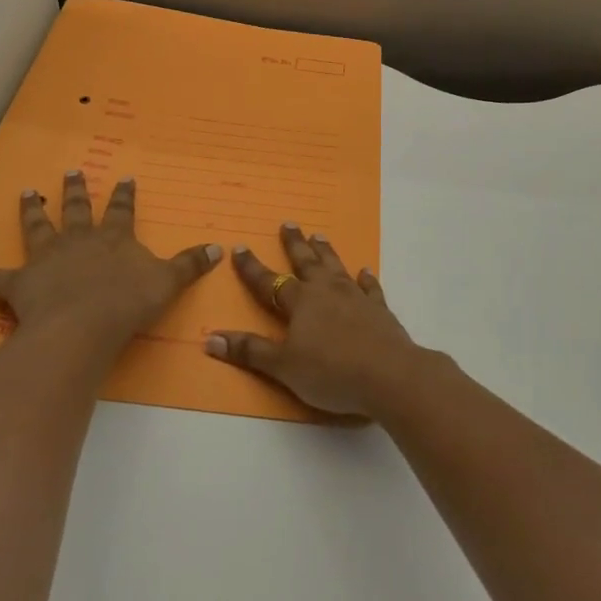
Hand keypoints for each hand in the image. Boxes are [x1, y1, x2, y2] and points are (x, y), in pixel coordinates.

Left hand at [0, 172, 221, 346]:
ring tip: (27, 193)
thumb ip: (191, 265)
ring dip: (31, 211)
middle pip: (77, 210)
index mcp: (113, 238)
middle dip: (76, 191)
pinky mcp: (18, 284)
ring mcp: (46, 259)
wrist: (84, 325)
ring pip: (37, 228)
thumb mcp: (168, 283)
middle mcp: (78, 240)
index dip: (125, 195)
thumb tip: (219, 248)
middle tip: (72, 172)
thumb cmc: (128, 303)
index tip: (125, 178)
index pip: (122, 211)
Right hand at [205, 223, 429, 418]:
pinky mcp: (380, 310)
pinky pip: (371, 288)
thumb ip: (250, 351)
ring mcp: (356, 298)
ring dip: (326, 252)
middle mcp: (327, 292)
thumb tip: (210, 338)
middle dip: (295, 244)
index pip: (269, 282)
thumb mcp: (284, 367)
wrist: (390, 376)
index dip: (252, 267)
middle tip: (289, 223)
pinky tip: (365, 271)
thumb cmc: (331, 372)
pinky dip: (366, 279)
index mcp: (301, 302)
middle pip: (307, 263)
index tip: (240, 247)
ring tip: (320, 236)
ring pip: (337, 268)